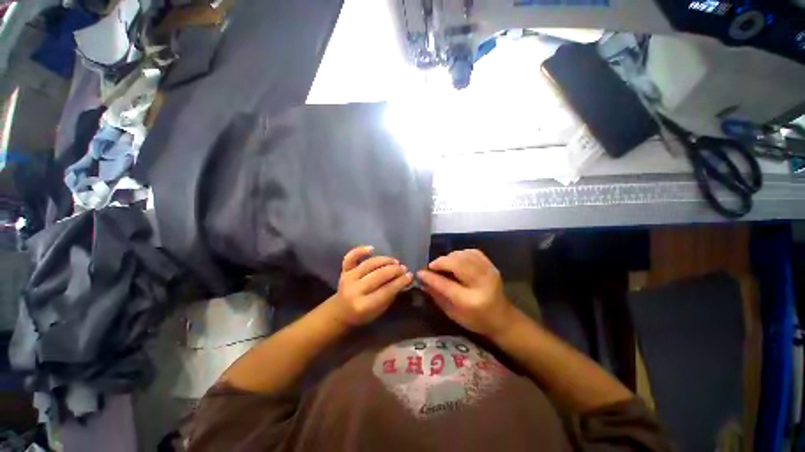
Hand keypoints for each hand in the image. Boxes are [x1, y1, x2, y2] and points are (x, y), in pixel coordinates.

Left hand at [327, 246, 412, 327]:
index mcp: (363, 305)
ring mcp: (347, 278)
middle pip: (378, 275)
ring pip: (369, 264)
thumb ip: (390, 295)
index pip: (386, 290)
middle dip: (394, 270)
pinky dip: (360, 250)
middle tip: (404, 268)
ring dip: (384, 260)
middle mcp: (354, 290)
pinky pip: (350, 258)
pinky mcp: (343, 271)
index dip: (400, 282)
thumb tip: (404, 280)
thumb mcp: (379, 311)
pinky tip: (372, 248)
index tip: (410, 276)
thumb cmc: (362, 314)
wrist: (340, 312)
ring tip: (395, 261)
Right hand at [418, 249, 515, 338]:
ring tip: (443, 263)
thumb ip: (437, 296)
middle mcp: (482, 285)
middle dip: (441, 262)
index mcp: (471, 302)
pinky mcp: (492, 266)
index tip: (420, 272)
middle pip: (457, 265)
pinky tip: (456, 259)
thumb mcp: (452, 314)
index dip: (431, 277)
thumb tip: (423, 280)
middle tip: (432, 266)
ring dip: (450, 257)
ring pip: (465, 256)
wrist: (502, 318)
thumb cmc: (475, 320)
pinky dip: (461, 253)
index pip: (446, 285)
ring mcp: (489, 273)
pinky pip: (473, 252)